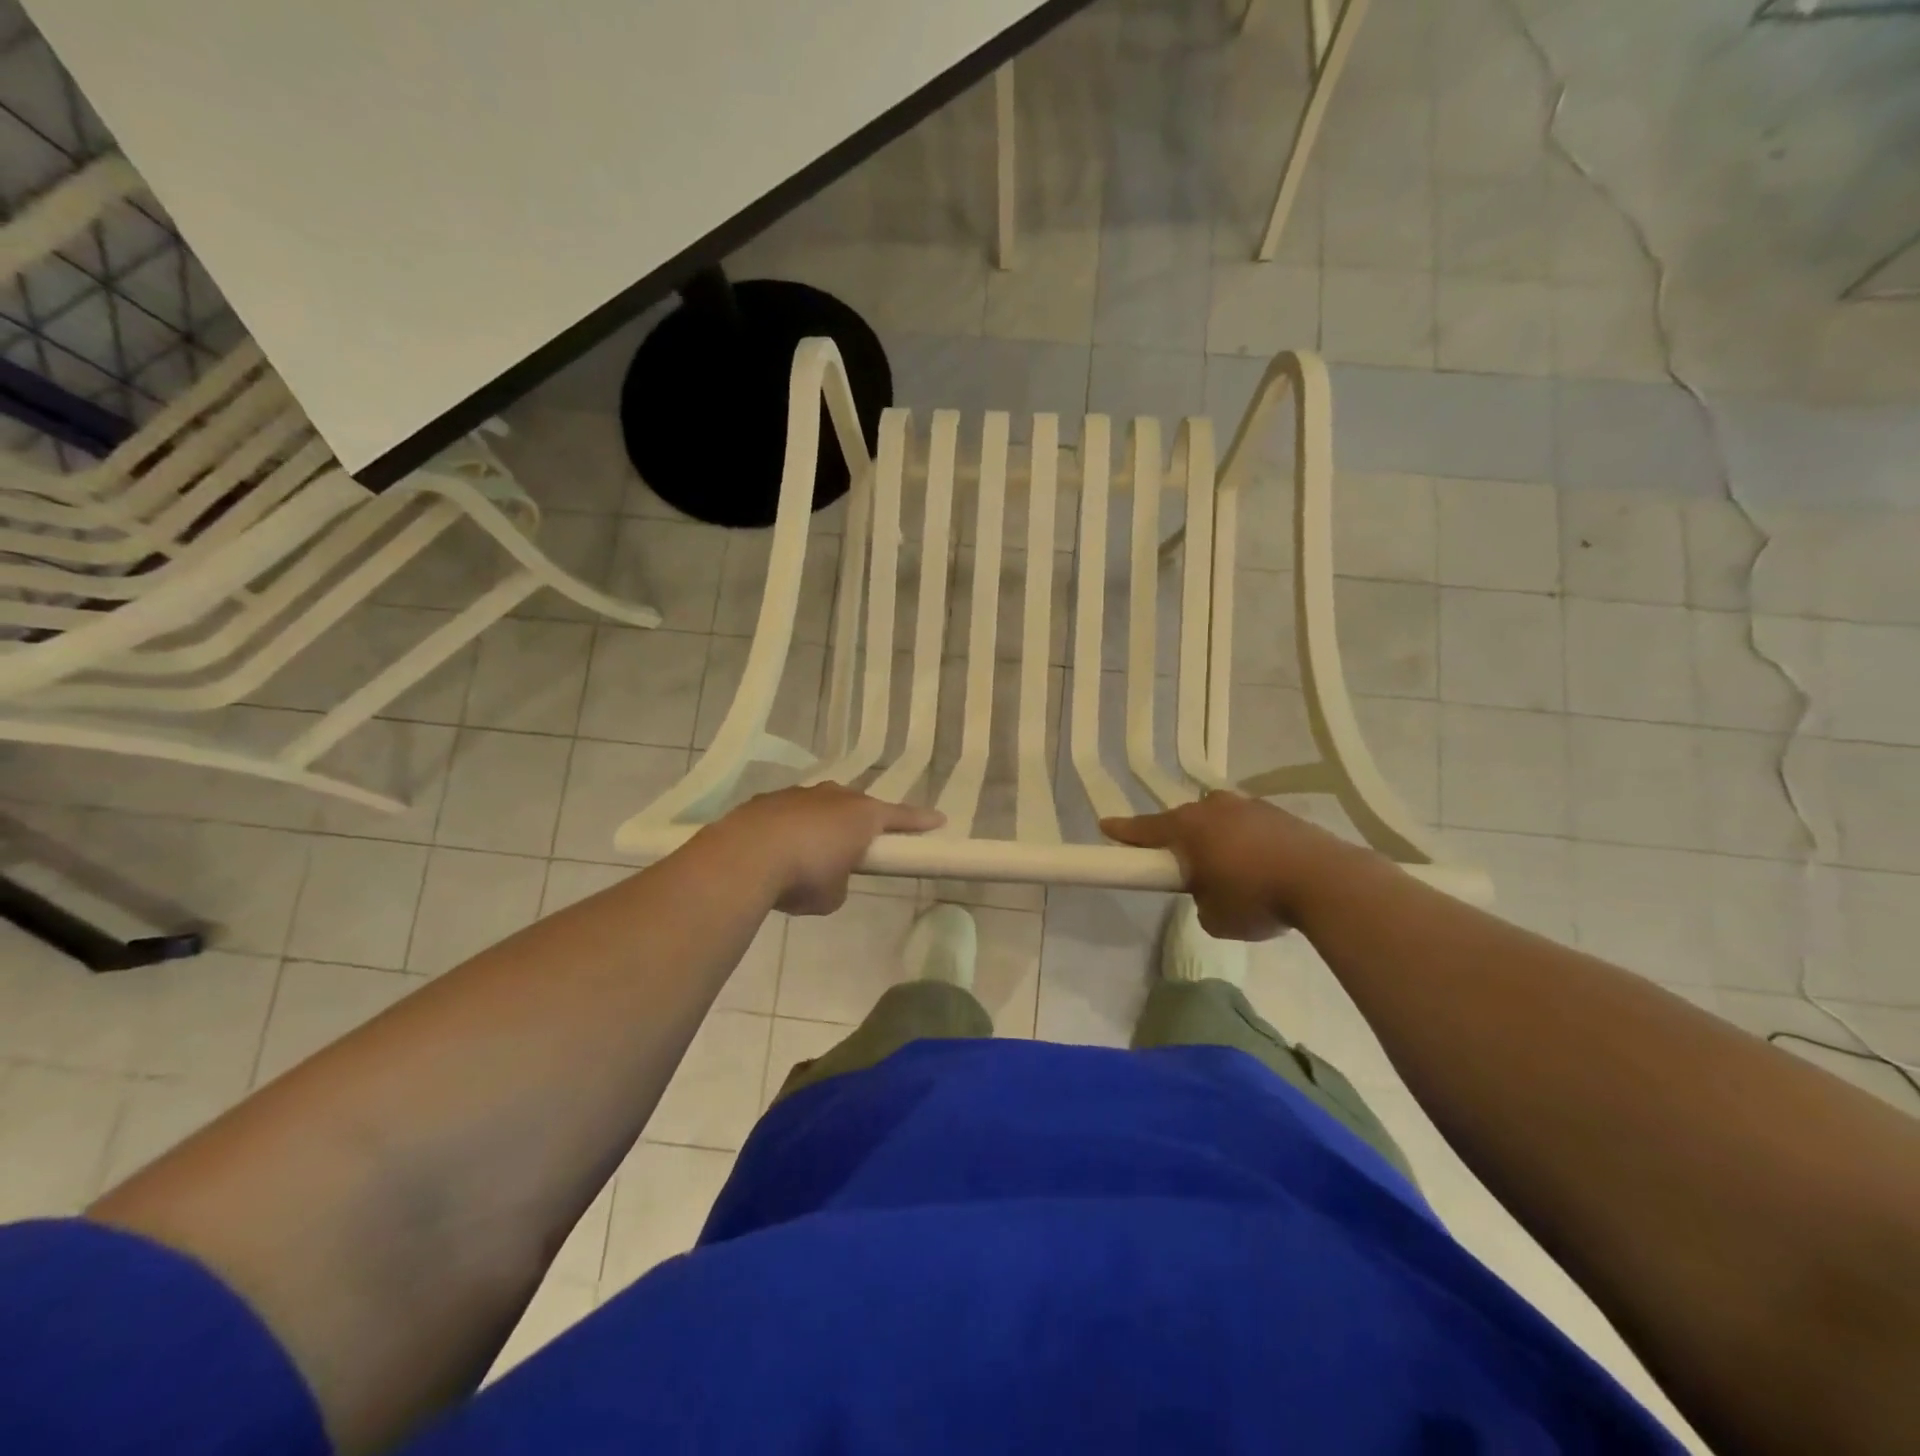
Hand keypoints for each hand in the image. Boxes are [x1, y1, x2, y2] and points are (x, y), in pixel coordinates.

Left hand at [708, 784, 942, 915]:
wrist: (745, 857)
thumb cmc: (805, 876)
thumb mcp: (833, 895)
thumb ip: (840, 883)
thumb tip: (828, 879)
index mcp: (861, 815)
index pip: (901, 817)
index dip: (920, 821)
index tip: (939, 820)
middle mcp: (834, 797)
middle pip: (857, 806)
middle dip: (861, 822)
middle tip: (859, 844)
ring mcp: (798, 794)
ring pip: (820, 806)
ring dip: (821, 825)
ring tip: (809, 853)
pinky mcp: (766, 801)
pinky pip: (788, 814)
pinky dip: (789, 830)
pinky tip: (776, 852)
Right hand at [1101, 792, 1371, 939]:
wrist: (1326, 881)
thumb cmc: (1257, 898)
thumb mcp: (1215, 917)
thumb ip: (1201, 901)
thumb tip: (1211, 892)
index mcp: (1189, 828)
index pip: (1146, 829)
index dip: (1124, 832)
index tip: (1106, 826)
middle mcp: (1215, 808)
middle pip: (1185, 820)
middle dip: (1179, 838)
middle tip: (1180, 862)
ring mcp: (1250, 806)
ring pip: (1220, 819)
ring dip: (1216, 838)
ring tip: (1228, 868)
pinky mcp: (1280, 814)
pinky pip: (1249, 825)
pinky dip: (1247, 842)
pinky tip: (1260, 865)